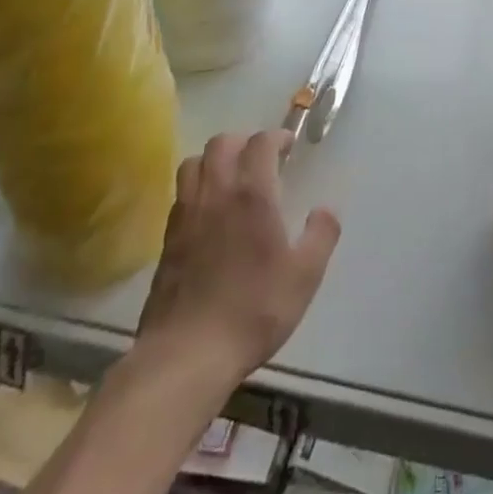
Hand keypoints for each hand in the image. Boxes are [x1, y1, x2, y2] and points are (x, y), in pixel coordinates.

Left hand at [136, 130, 340, 378]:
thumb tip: (325, 210)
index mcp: (252, 193)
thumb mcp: (304, 277)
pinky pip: (181, 194)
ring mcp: (186, 214)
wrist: (186, 356)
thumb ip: (321, 236)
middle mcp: (216, 192)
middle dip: (243, 142)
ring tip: (231, 179)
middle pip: (222, 142)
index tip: (288, 147)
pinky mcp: (167, 239)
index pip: (260, 142)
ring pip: (194, 163)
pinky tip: (209, 213)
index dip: (276, 137)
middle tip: (260, 160)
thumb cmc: (252, 310)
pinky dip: (197, 188)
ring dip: (214, 160)